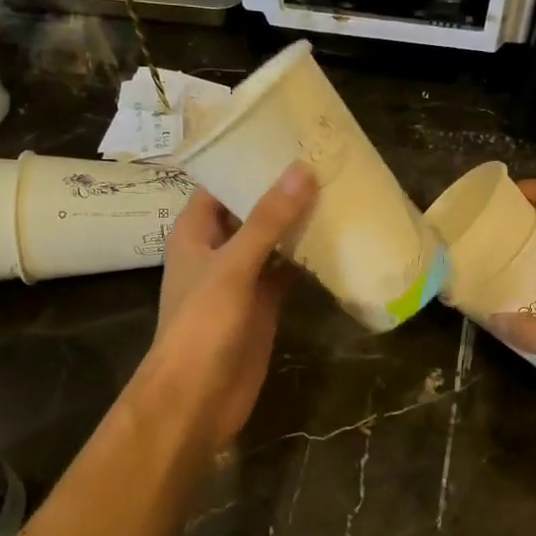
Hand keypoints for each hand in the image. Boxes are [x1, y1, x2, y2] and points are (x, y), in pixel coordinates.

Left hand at [141, 163, 317, 452]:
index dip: (247, 159)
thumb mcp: (233, 266)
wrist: (197, 399)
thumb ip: (268, 220)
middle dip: (283, 189)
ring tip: (339, 189)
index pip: (220, 183)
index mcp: (195, 231)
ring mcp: (242, 278)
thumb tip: (302, 170)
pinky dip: (308, 258)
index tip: (287, 135)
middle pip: (251, 209)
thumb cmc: (202, 326)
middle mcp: (218, 249)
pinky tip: (338, 240)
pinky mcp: (264, 304)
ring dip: (299, 222)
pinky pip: (287, 271)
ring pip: (273, 240)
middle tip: (326, 159)